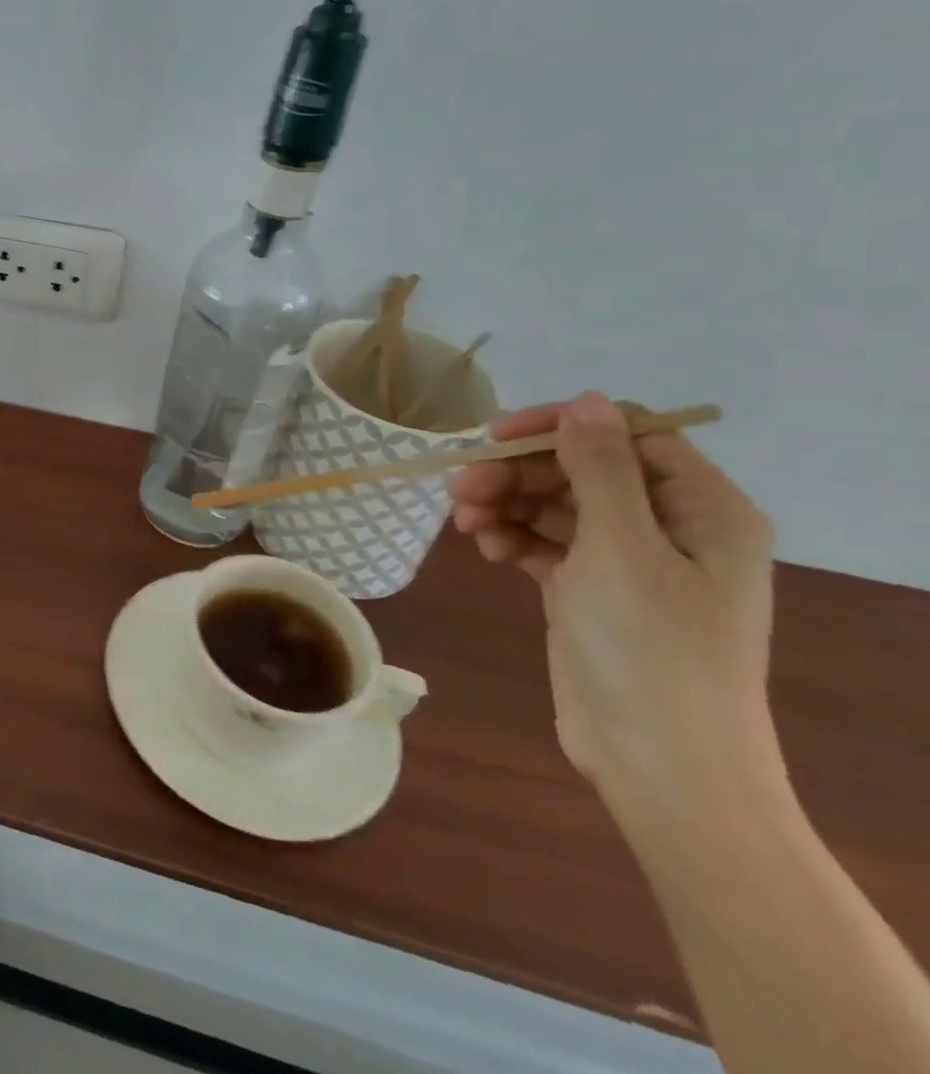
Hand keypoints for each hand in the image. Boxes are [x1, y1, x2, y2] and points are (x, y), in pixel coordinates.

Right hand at [448, 392, 779, 803]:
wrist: (658, 761)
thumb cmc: (648, 647)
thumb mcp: (620, 548)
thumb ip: (599, 469)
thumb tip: (586, 400)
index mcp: (702, 508)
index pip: (625, 434)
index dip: (558, 428)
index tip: (492, 438)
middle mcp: (671, 526)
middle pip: (580, 470)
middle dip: (516, 475)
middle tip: (459, 489)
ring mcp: (630, 561)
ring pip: (555, 506)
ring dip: (506, 505)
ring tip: (465, 524)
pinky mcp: (592, 590)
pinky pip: (546, 542)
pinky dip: (513, 538)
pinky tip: (486, 550)